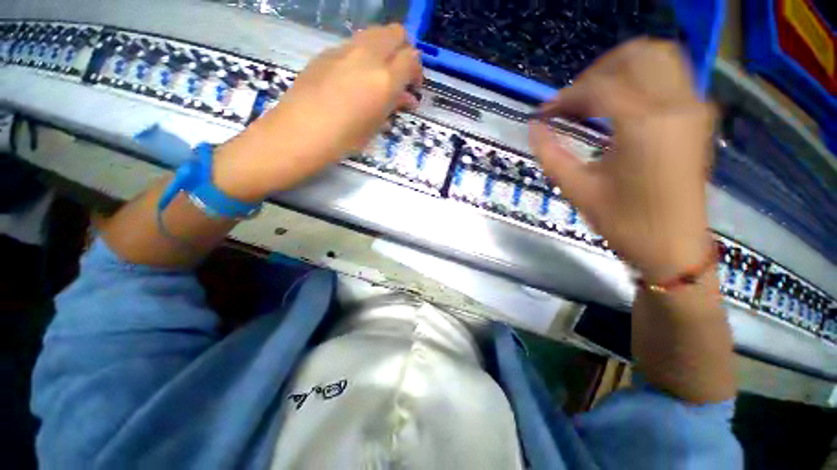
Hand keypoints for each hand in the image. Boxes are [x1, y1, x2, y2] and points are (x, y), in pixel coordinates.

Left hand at [215, 24, 422, 200]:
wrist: (301, 132)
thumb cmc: (344, 139)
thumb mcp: (375, 126)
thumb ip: (394, 106)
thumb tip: (407, 98)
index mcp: (384, 79)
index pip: (412, 58)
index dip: (416, 71)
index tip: (412, 87)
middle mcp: (368, 56)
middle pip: (396, 33)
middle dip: (403, 51)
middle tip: (399, 75)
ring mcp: (345, 49)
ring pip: (374, 33)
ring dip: (384, 49)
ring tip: (378, 75)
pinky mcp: (327, 51)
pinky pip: (354, 44)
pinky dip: (363, 55)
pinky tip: (355, 78)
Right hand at [530, 39, 715, 280]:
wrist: (673, 246)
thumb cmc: (624, 222)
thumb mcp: (577, 189)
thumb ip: (550, 153)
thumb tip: (533, 127)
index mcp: (644, 126)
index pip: (599, 87)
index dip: (565, 96)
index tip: (544, 113)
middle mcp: (675, 105)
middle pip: (634, 55)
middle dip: (594, 73)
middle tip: (570, 102)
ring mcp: (692, 107)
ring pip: (657, 56)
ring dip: (619, 69)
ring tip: (592, 98)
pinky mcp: (697, 116)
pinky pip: (669, 75)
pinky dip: (639, 77)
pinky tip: (618, 104)